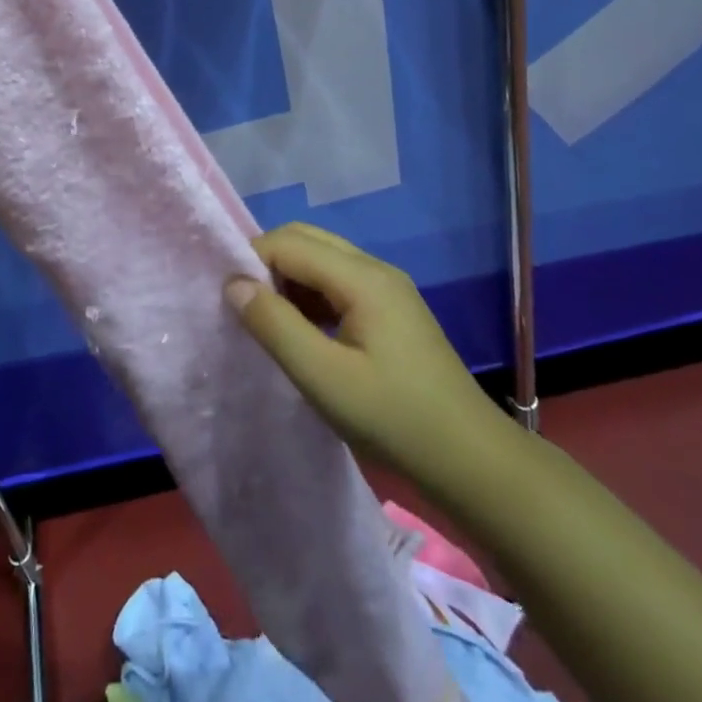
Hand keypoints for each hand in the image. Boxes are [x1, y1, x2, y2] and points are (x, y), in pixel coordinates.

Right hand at [225, 224, 512, 498]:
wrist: (472, 461)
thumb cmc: (394, 419)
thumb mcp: (323, 377)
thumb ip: (274, 326)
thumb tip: (233, 283)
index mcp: (362, 278)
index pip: (289, 242)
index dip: (251, 260)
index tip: (228, 299)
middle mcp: (376, 270)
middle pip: (307, 240)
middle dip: (268, 264)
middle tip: (245, 307)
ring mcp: (388, 289)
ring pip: (322, 260)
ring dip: (289, 280)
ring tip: (269, 323)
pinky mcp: (392, 311)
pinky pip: (339, 283)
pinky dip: (311, 296)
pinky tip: (303, 333)